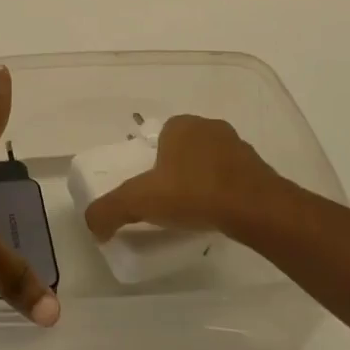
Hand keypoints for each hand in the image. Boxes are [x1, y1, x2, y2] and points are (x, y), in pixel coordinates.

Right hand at [83, 115, 284, 241]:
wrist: (254, 208)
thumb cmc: (193, 193)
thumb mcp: (140, 201)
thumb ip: (110, 210)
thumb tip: (91, 224)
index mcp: (180, 125)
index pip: (160, 138)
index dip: (153, 163)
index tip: (151, 190)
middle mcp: (208, 127)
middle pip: (185, 149)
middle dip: (178, 170)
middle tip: (170, 203)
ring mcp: (237, 146)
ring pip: (211, 161)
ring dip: (203, 180)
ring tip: (196, 211)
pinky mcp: (258, 168)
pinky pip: (233, 177)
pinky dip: (225, 191)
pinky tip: (220, 213)